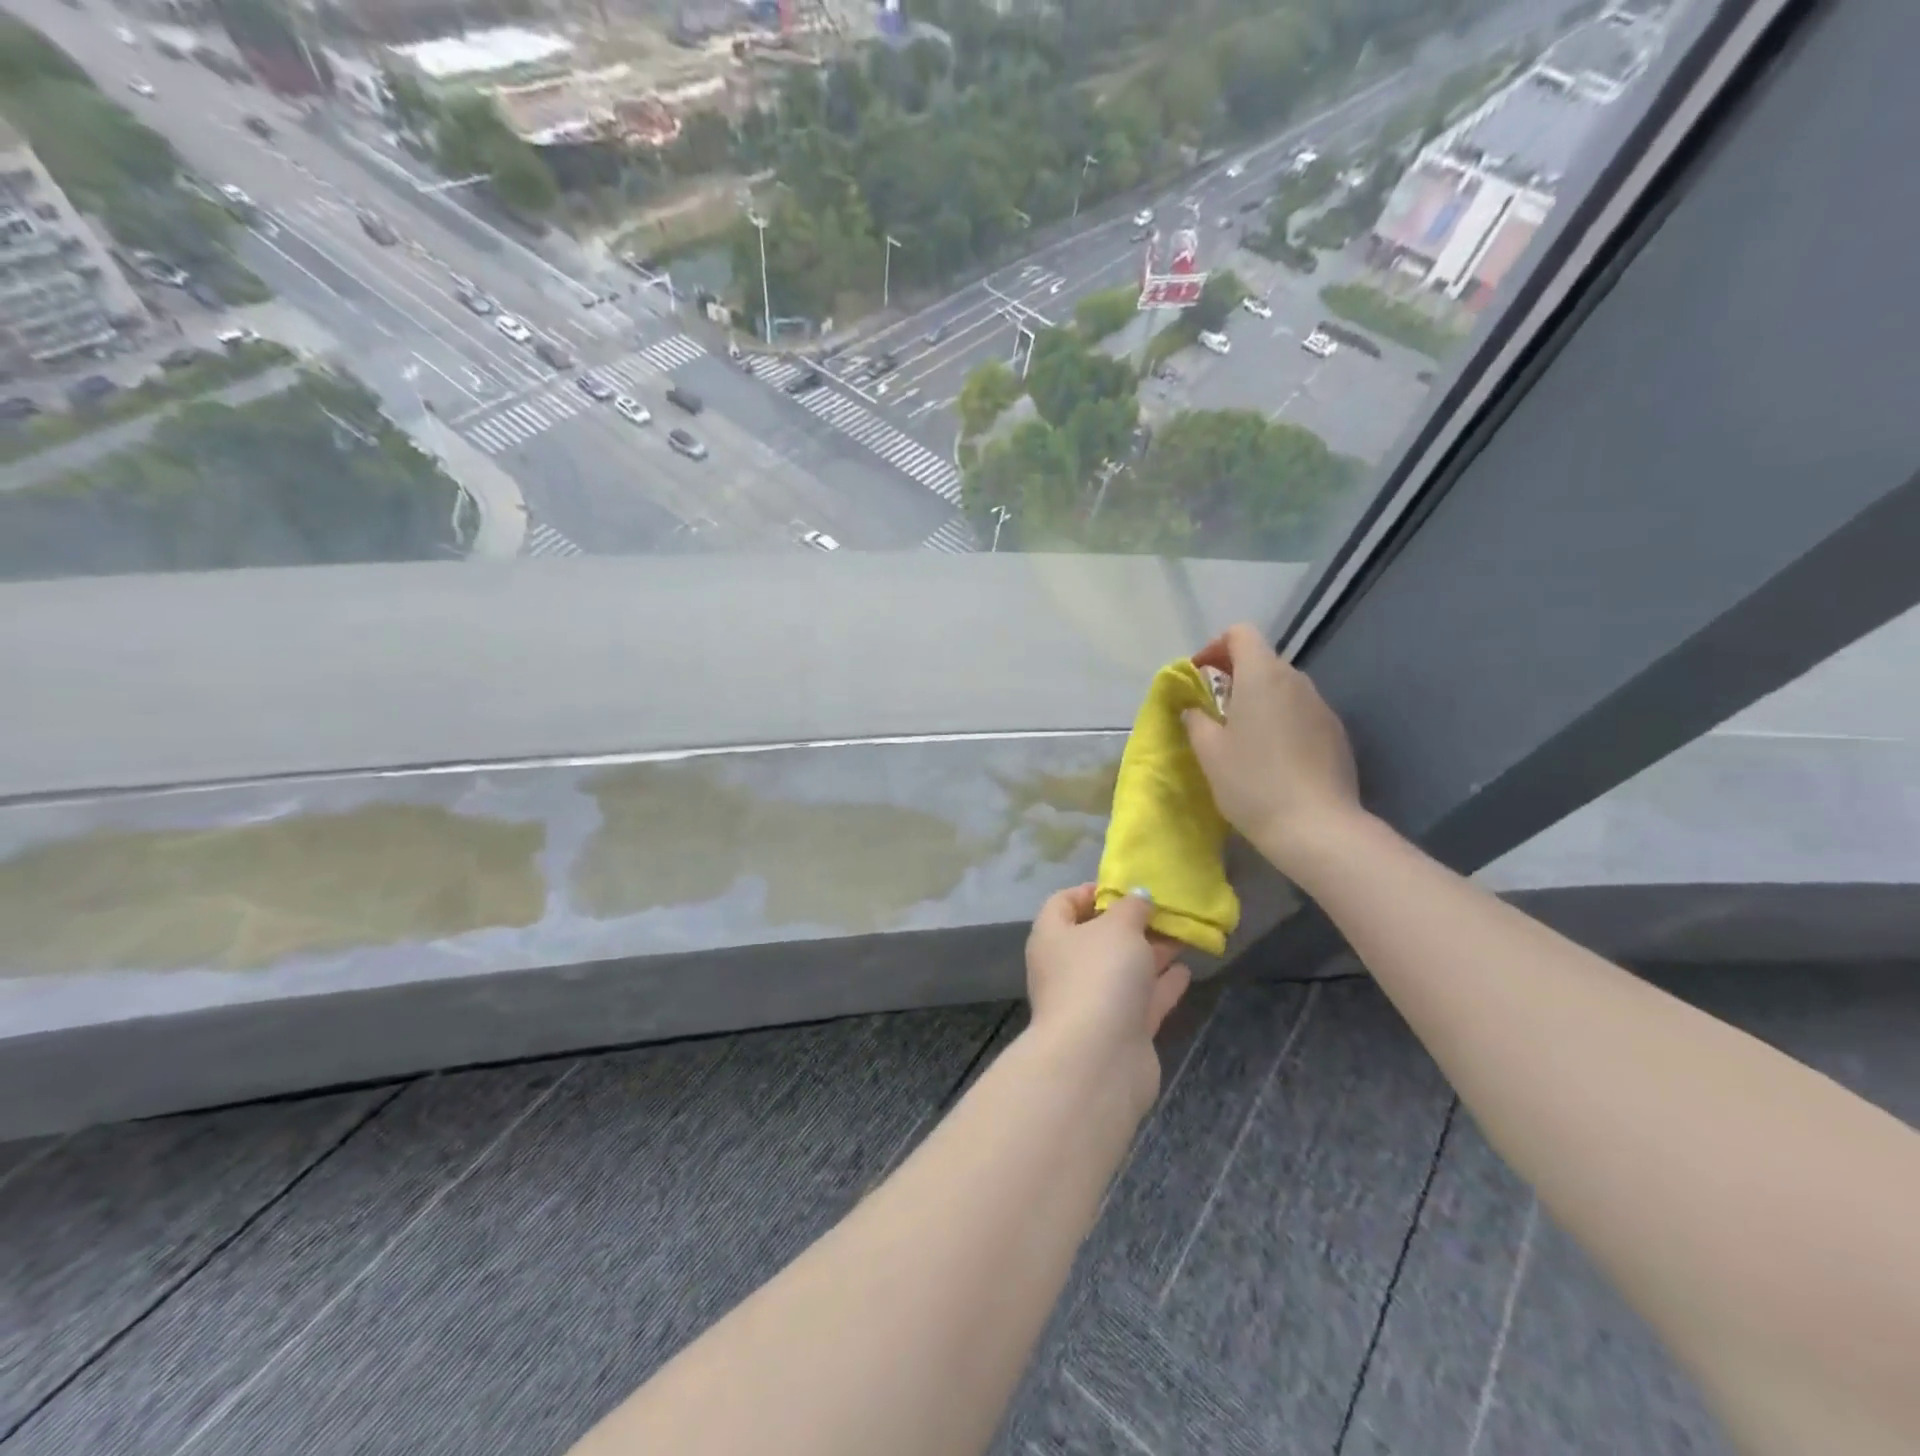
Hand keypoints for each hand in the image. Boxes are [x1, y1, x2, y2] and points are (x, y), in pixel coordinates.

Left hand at [1025, 884, 1190, 1107]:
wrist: (1099, 1058)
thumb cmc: (1100, 975)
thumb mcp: (1118, 927)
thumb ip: (1132, 907)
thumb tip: (1138, 897)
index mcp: (1052, 937)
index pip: (1063, 903)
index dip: (1091, 891)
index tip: (1125, 886)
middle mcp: (1066, 968)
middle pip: (1098, 938)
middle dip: (1131, 924)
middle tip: (1166, 910)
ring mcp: (1092, 1002)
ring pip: (1123, 970)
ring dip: (1151, 953)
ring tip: (1184, 935)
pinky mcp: (1118, 1032)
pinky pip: (1141, 1000)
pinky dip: (1161, 985)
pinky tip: (1185, 971)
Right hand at [1185, 623, 1361, 871]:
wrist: (1316, 827)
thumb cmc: (1252, 782)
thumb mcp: (1209, 752)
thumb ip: (1196, 719)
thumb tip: (1194, 708)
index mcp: (1262, 676)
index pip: (1240, 634)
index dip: (1215, 647)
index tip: (1198, 676)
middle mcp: (1296, 681)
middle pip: (1262, 660)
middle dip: (1234, 676)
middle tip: (1213, 711)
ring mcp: (1321, 706)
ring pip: (1283, 688)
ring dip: (1258, 700)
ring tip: (1241, 737)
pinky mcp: (1336, 733)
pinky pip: (1301, 712)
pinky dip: (1281, 720)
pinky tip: (1272, 758)